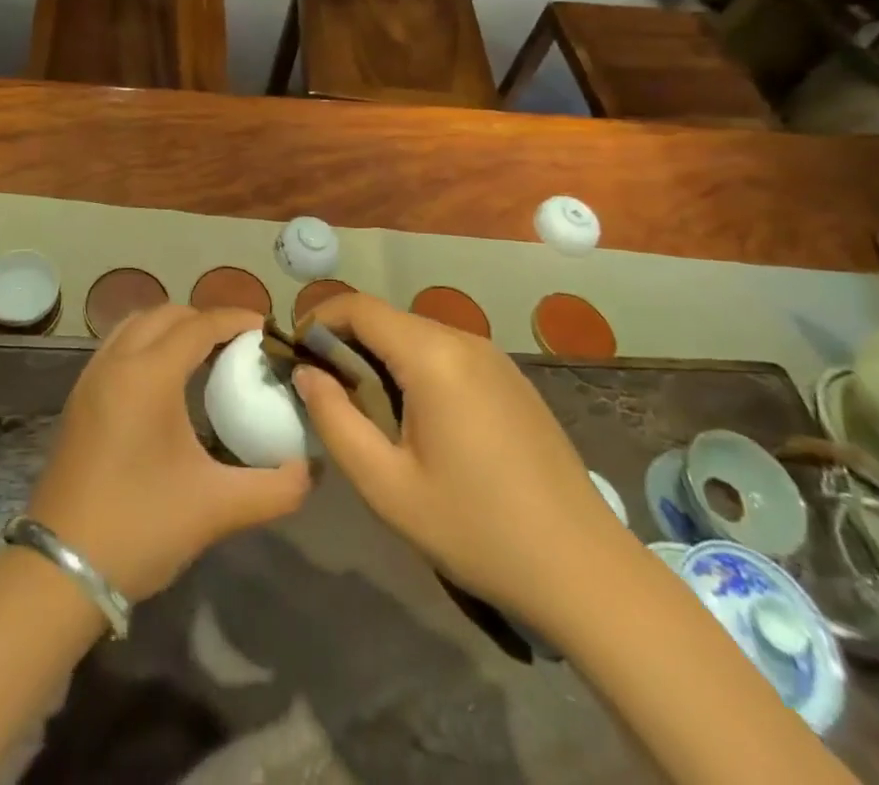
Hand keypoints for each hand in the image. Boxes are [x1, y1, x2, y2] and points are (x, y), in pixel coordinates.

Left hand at [27, 306, 309, 600]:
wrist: (59, 570)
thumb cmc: (140, 527)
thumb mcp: (217, 508)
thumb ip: (274, 487)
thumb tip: (309, 469)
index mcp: (148, 375)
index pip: (198, 325)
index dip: (234, 319)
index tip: (265, 327)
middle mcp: (116, 362)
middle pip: (165, 315)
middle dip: (204, 319)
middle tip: (238, 344)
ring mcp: (90, 378)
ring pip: (135, 325)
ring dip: (171, 327)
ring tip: (204, 355)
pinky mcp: (78, 399)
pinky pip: (117, 347)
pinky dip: (146, 344)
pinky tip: (165, 381)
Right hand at [292, 293, 627, 641]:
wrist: (584, 570)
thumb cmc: (476, 528)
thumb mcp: (386, 485)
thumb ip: (335, 420)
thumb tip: (307, 374)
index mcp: (432, 356)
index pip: (359, 307)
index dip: (319, 321)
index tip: (295, 356)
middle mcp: (464, 340)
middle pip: (388, 319)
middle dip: (346, 342)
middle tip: (323, 389)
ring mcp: (494, 357)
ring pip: (417, 335)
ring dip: (381, 356)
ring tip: (364, 407)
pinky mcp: (511, 379)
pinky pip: (447, 354)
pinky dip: (415, 367)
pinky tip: (416, 418)